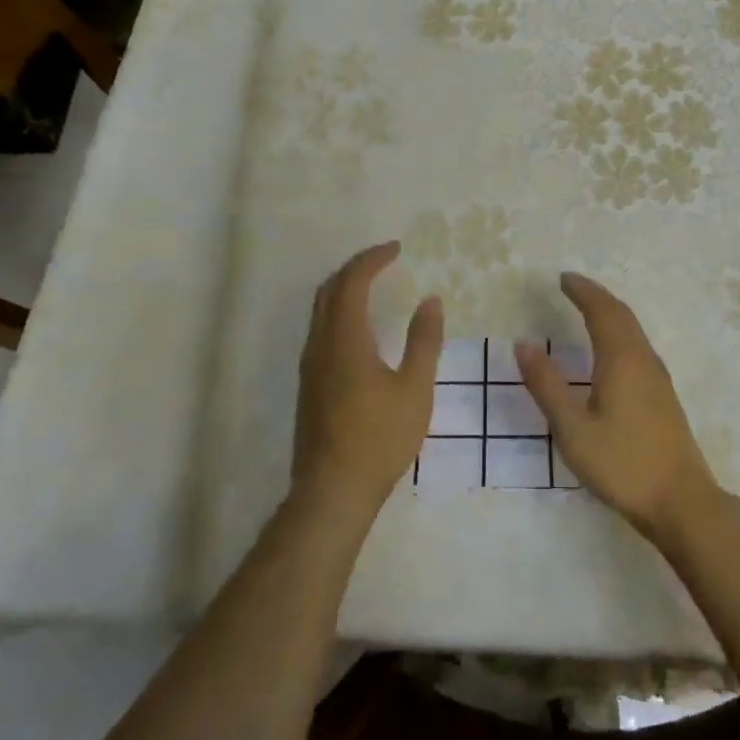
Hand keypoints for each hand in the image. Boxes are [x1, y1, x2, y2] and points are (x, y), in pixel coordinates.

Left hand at [291, 242, 442, 524]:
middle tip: (384, 260)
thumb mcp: (414, 388)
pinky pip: (319, 329)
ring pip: (320, 310)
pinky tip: (358, 327)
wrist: (332, 490)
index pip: (352, 282)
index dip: (373, 259)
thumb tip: (430, 301)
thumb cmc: (379, 438)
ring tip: (372, 285)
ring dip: (343, 289)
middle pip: (329, 290)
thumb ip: (424, 341)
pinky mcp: (308, 384)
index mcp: (345, 339)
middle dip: (355, 268)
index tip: (397, 248)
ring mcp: (310, 365)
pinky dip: (338, 311)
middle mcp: (320, 344)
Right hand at [516, 273, 720, 543]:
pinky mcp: (663, 396)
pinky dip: (620, 331)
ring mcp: (658, 378)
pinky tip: (613, 349)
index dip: (583, 291)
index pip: (602, 311)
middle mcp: (643, 360)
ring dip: (611, 312)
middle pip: (621, 315)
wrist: (681, 501)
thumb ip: (547, 385)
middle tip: (573, 285)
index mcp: (621, 360)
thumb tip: (524, 345)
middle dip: (597, 296)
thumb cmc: (622, 464)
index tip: (563, 278)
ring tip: (589, 308)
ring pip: (634, 330)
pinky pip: (639, 346)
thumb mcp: (573, 428)